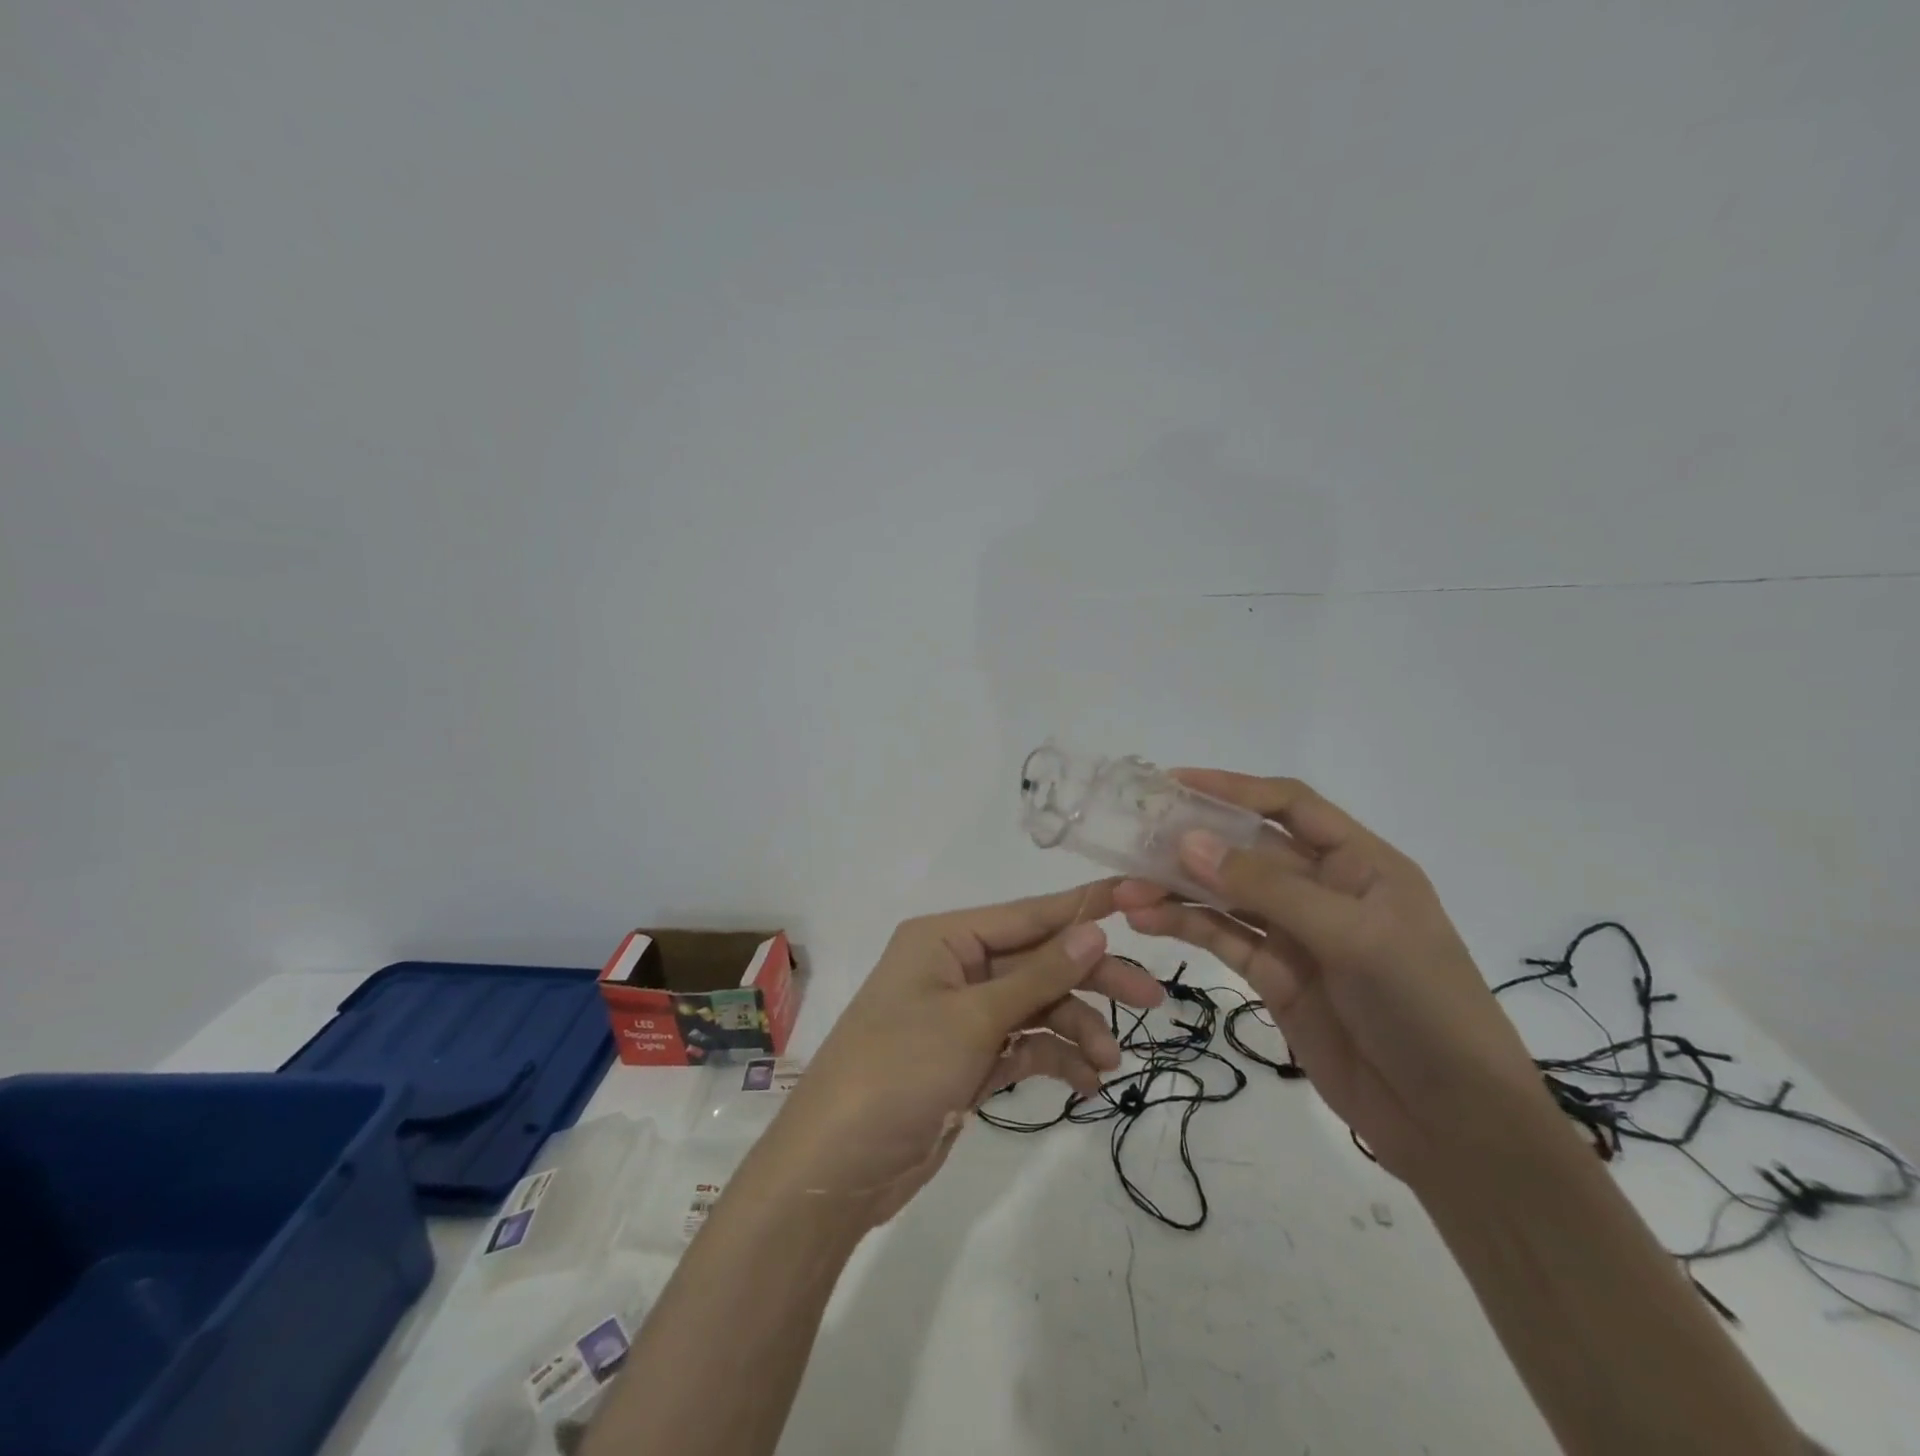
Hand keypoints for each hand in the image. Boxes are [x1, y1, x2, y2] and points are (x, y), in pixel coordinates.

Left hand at [752, 882, 1164, 1227]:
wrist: (837, 1168)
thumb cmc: (899, 1071)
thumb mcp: (972, 1019)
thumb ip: (1039, 976)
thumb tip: (1095, 931)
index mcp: (945, 939)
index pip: (1027, 915)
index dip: (1082, 908)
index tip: (1139, 897)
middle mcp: (954, 968)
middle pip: (1037, 962)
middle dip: (1090, 980)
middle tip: (1151, 1000)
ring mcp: (961, 1016)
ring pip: (1035, 1007)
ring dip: (1076, 1029)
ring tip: (1109, 1064)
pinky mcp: (967, 1060)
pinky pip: (1023, 1046)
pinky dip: (1054, 1059)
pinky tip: (1085, 1083)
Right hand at [1114, 771, 1555, 1183]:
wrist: (1454, 1124)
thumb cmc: (1422, 1008)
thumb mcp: (1351, 936)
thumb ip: (1266, 888)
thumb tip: (1187, 841)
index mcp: (1359, 863)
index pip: (1289, 805)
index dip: (1232, 788)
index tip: (1173, 784)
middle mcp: (1324, 889)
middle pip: (1247, 850)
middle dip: (1191, 843)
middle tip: (1132, 838)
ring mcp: (1298, 935)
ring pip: (1226, 896)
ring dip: (1177, 889)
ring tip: (1126, 890)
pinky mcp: (1276, 977)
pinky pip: (1224, 939)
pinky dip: (1186, 927)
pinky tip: (1147, 921)